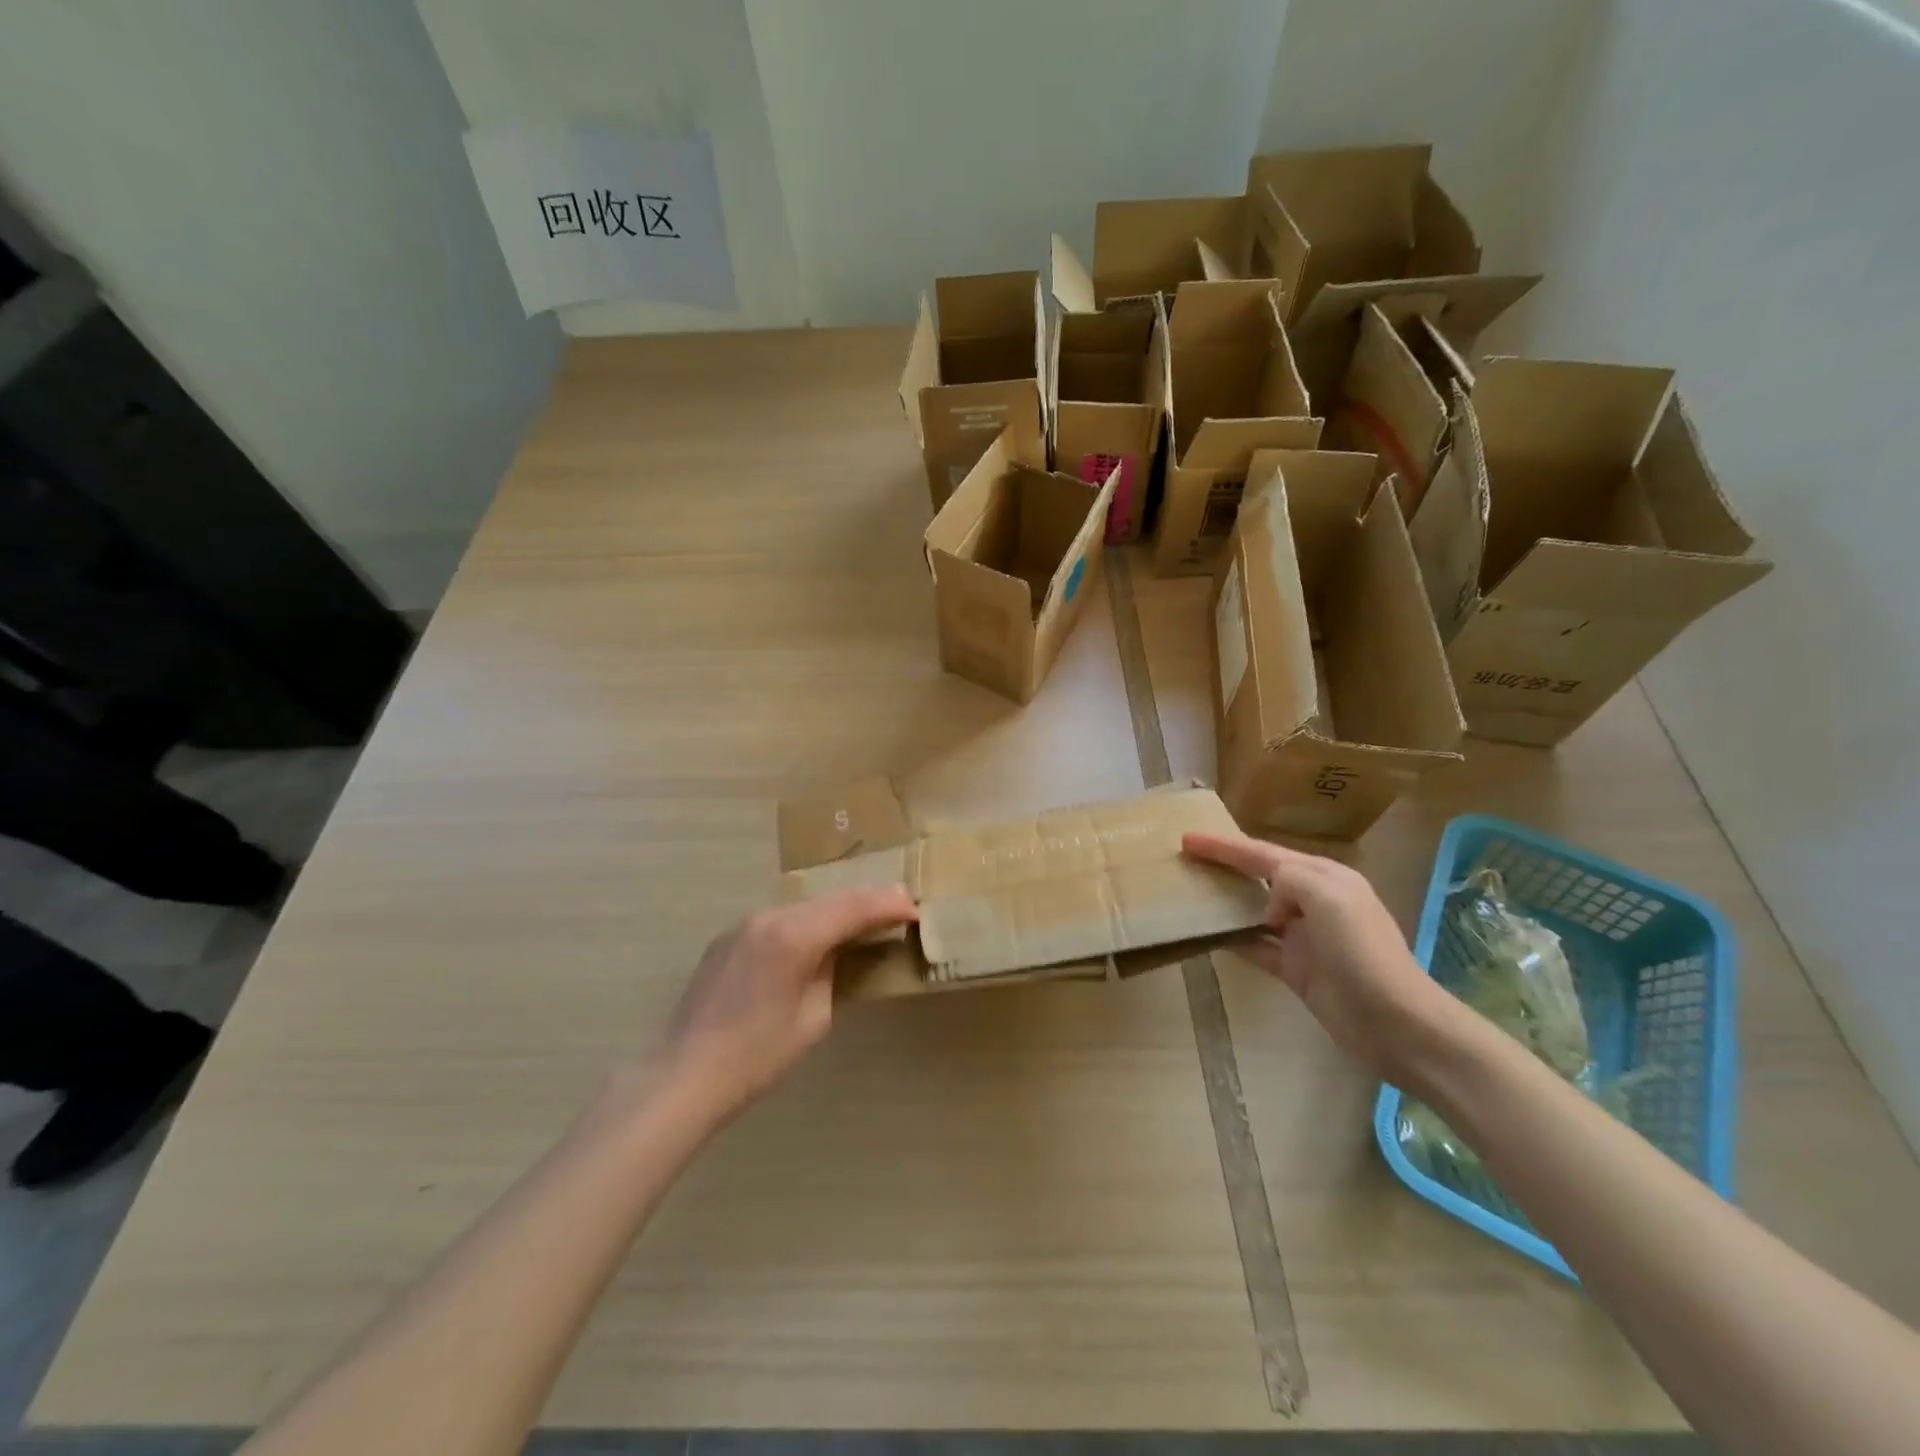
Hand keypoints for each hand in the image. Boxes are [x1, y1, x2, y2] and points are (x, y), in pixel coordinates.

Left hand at [659, 886, 917, 1119]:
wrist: (684, 1075)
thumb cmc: (757, 1056)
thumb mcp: (812, 1018)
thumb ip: (831, 972)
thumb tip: (836, 951)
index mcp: (793, 935)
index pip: (853, 908)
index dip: (887, 907)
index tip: (914, 911)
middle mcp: (769, 917)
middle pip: (830, 899)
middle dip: (867, 901)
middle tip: (899, 905)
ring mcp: (744, 924)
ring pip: (804, 906)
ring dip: (836, 910)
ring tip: (864, 918)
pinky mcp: (729, 937)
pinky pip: (779, 920)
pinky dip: (806, 922)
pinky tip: (817, 936)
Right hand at [1182, 832, 1455, 1081]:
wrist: (1396, 1023)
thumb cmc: (1361, 952)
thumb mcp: (1328, 897)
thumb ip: (1290, 880)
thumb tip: (1268, 905)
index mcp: (1325, 877)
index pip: (1263, 853)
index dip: (1224, 845)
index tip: (1187, 839)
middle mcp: (1314, 901)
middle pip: (1259, 876)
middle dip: (1225, 865)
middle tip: (1186, 860)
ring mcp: (1304, 937)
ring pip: (1254, 909)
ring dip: (1225, 900)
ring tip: (1191, 893)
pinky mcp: (1296, 969)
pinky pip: (1255, 946)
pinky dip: (1232, 938)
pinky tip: (1207, 935)